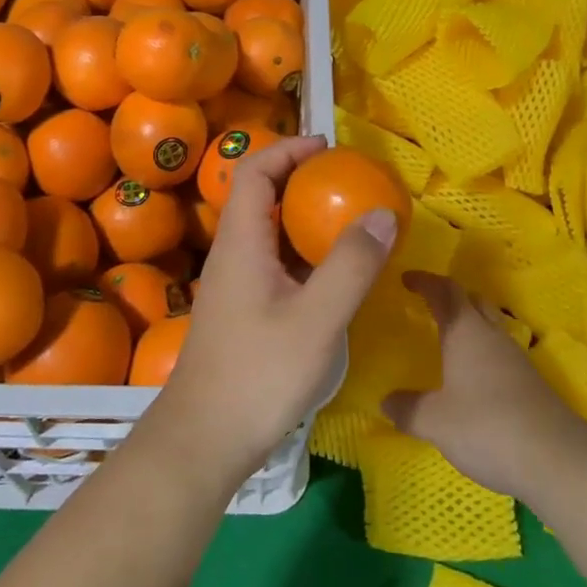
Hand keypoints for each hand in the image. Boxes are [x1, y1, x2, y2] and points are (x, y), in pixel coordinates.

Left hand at [142, 135, 399, 487]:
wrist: (204, 440)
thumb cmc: (258, 375)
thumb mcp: (317, 319)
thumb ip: (351, 265)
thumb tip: (382, 213)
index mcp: (241, 242)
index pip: (254, 171)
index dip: (287, 149)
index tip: (327, 146)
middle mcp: (232, 254)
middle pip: (260, 196)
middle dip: (301, 179)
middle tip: (347, 181)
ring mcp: (234, 284)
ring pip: (268, 231)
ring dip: (303, 217)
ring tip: (347, 219)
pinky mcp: (242, 309)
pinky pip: (273, 262)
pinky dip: (302, 252)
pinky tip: (332, 273)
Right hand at [383, 273, 586, 500]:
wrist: (556, 459)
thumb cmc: (487, 427)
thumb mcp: (435, 422)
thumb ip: (408, 408)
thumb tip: (386, 400)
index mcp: (466, 331)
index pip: (444, 291)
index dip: (424, 281)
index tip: (406, 279)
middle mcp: (491, 335)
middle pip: (471, 300)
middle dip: (449, 296)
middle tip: (427, 303)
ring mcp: (515, 357)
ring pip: (488, 324)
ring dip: (468, 322)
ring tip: (446, 337)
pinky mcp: (530, 382)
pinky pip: (498, 351)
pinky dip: (480, 350)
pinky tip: (471, 374)